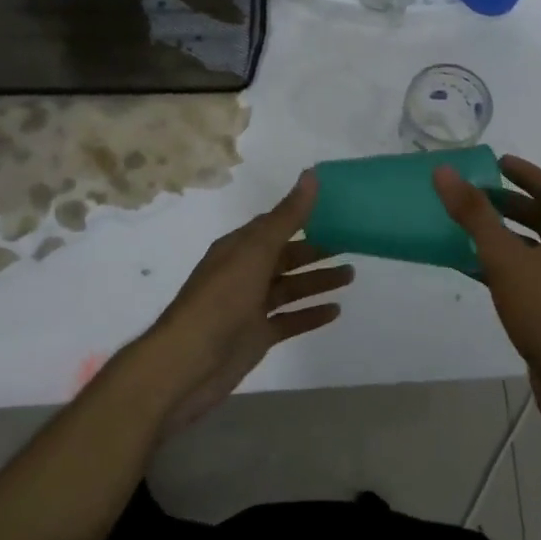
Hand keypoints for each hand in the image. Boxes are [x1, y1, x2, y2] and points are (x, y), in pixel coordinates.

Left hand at [133, 172, 351, 436]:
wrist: (187, 365)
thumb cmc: (220, 301)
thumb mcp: (255, 252)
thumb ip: (286, 217)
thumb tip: (311, 174)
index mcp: (238, 248)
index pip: (274, 225)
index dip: (303, 216)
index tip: (336, 209)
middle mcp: (243, 273)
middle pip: (285, 257)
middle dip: (316, 250)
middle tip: (353, 245)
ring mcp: (249, 307)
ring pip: (290, 288)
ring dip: (318, 281)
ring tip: (351, 275)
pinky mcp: (256, 337)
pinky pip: (289, 320)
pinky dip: (311, 314)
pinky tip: (336, 311)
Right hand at [433, 155, 540, 430]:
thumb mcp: (505, 258)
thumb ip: (474, 214)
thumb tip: (445, 171)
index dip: (524, 172)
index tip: (496, 163)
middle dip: (510, 203)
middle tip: (475, 195)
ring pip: (535, 247)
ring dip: (505, 235)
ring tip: (468, 229)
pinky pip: (529, 274)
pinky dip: (504, 266)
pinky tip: (474, 270)